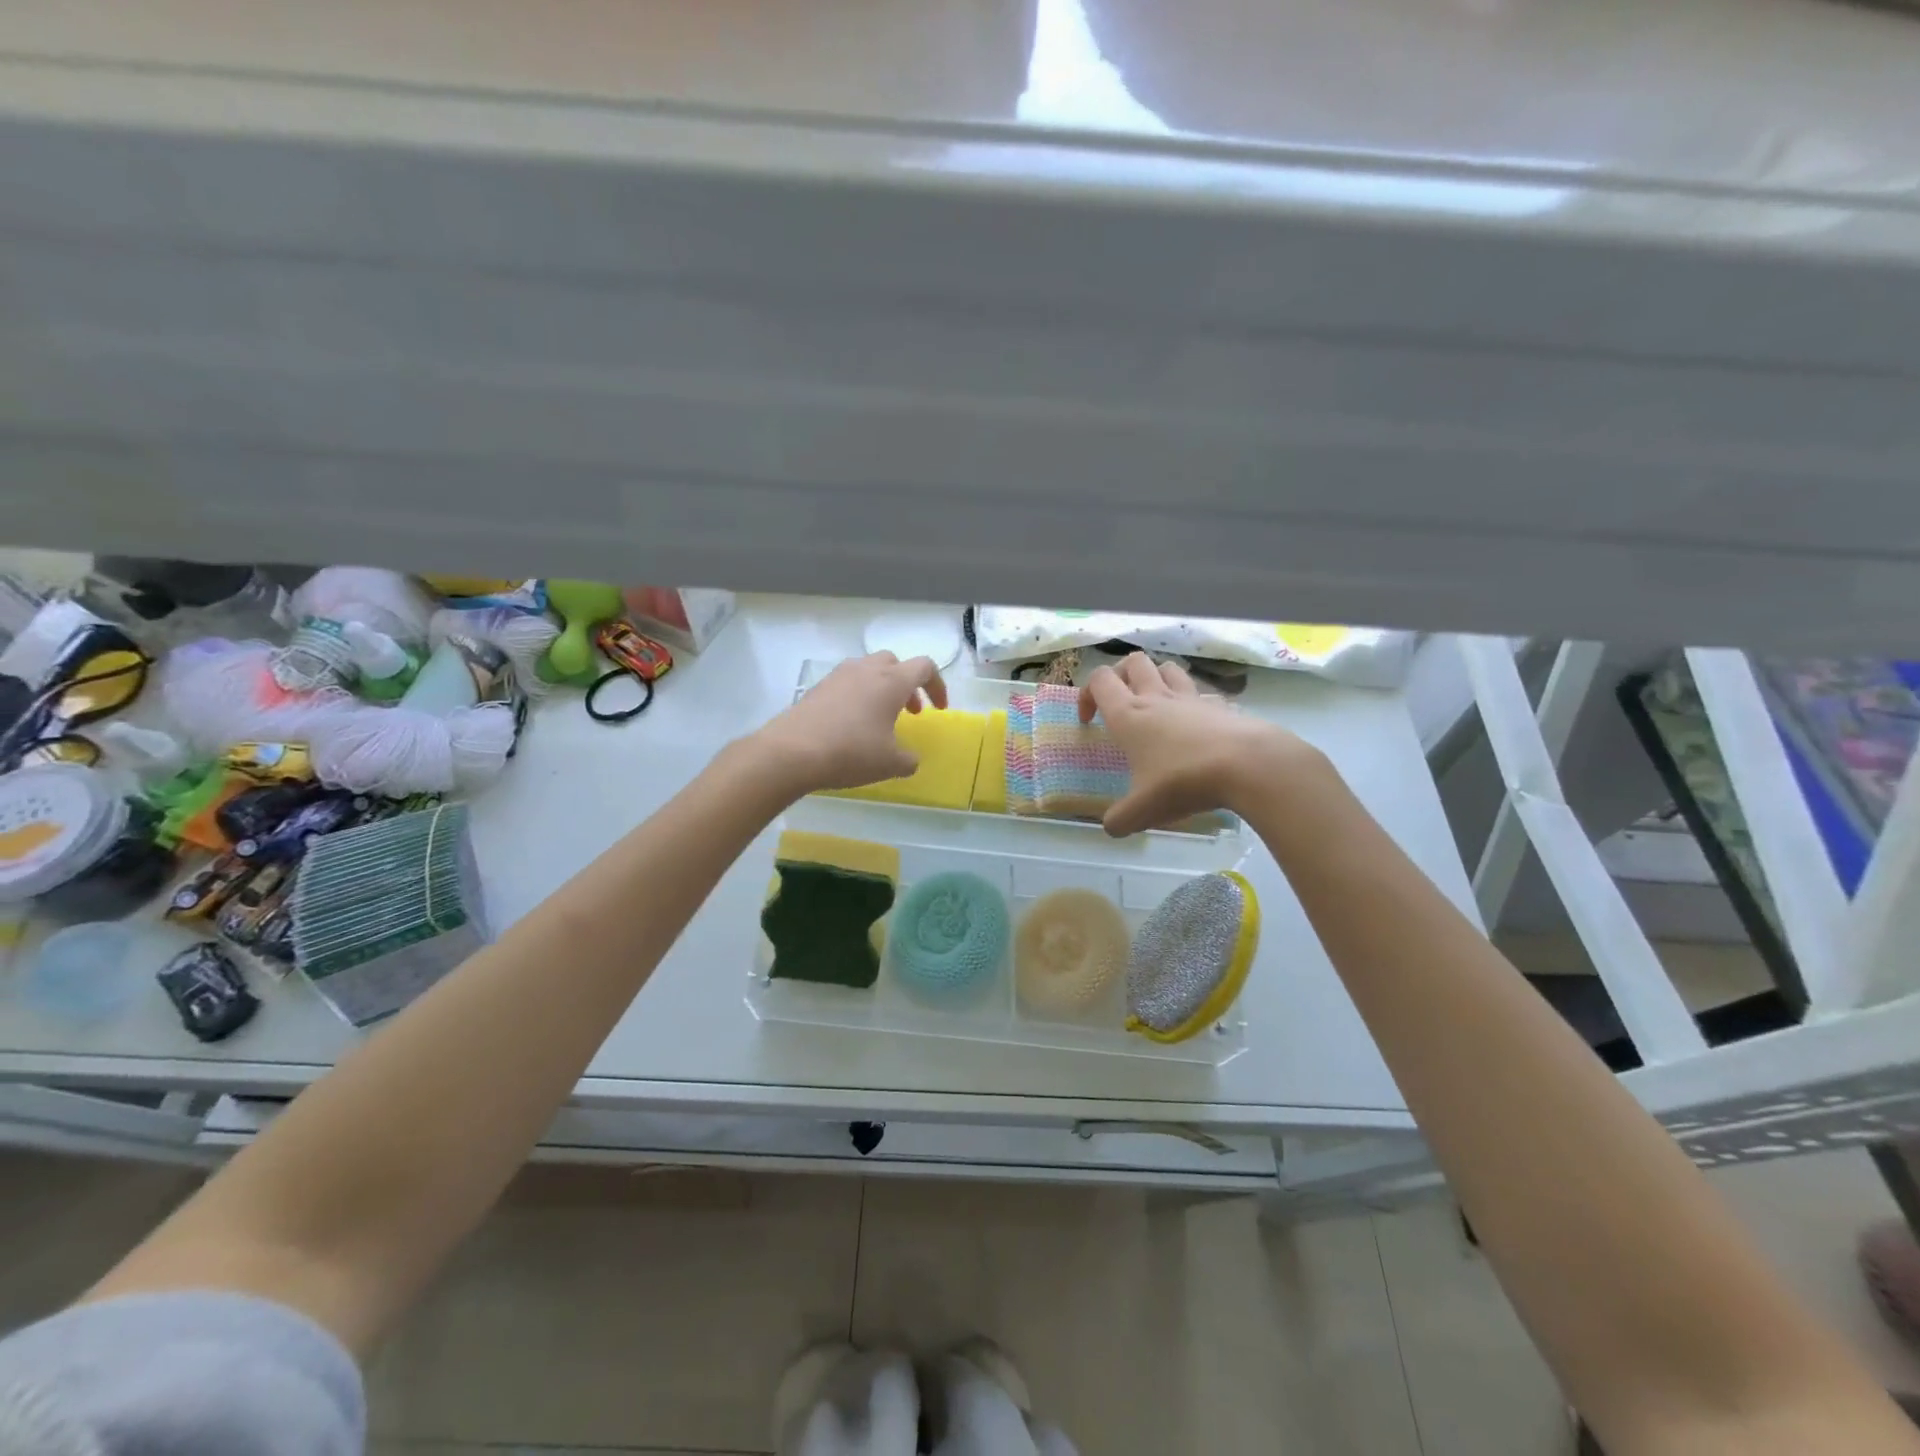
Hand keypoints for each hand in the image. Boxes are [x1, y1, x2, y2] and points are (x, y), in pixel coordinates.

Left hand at [752, 652, 948, 795]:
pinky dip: (858, 696)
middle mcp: (866, 669)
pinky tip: (852, 724)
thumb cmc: (851, 752)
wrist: (791, 752)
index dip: (937, 685)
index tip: (938, 709)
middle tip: (909, 711)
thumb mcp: (890, 763)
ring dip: (881, 688)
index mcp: (891, 681)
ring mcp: (838, 676)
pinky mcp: (817, 688)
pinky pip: (847, 683)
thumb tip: (910, 759)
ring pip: (868, 670)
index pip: (925, 667)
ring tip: (880, 718)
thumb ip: (908, 760)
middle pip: (895, 663)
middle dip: (907, 684)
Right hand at [1079, 653, 1315, 835]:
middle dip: (1121, 675)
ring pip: (1168, 668)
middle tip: (1121, 701)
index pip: (1099, 680)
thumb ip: (1120, 819)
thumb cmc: (1183, 781)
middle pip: (1133, 662)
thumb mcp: (1143, 810)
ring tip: (1156, 704)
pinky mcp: (1221, 706)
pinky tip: (1196, 725)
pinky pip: (1202, 694)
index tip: (1089, 720)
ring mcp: (1191, 699)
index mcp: (1129, 715)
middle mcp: (1157, 698)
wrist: (1248, 765)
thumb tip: (1110, 827)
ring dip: (1156, 678)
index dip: (1087, 694)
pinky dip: (1193, 702)